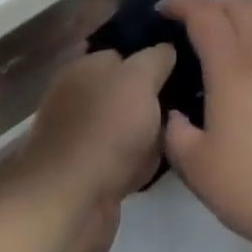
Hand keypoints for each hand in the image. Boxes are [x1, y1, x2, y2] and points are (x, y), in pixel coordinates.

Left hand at [14, 45, 175, 251]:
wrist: (72, 202)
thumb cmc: (107, 128)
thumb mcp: (140, 79)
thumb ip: (156, 59)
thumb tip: (167, 49)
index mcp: (82, 66)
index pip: (122, 53)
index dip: (150, 61)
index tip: (178, 71)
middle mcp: (76, 96)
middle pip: (125, 92)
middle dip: (151, 103)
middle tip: (179, 110)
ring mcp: (78, 136)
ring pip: (125, 128)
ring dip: (146, 137)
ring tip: (170, 142)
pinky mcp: (84, 172)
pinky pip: (119, 160)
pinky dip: (134, 165)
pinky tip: (149, 170)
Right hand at [157, 0, 251, 251]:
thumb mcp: (197, 168)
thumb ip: (176, 134)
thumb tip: (175, 116)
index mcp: (233, 67)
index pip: (205, 14)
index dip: (181, 4)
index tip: (162, 11)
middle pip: (241, 6)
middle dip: (213, 6)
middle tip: (191, 29)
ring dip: (238, 35)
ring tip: (220, 72)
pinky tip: (251, 103)